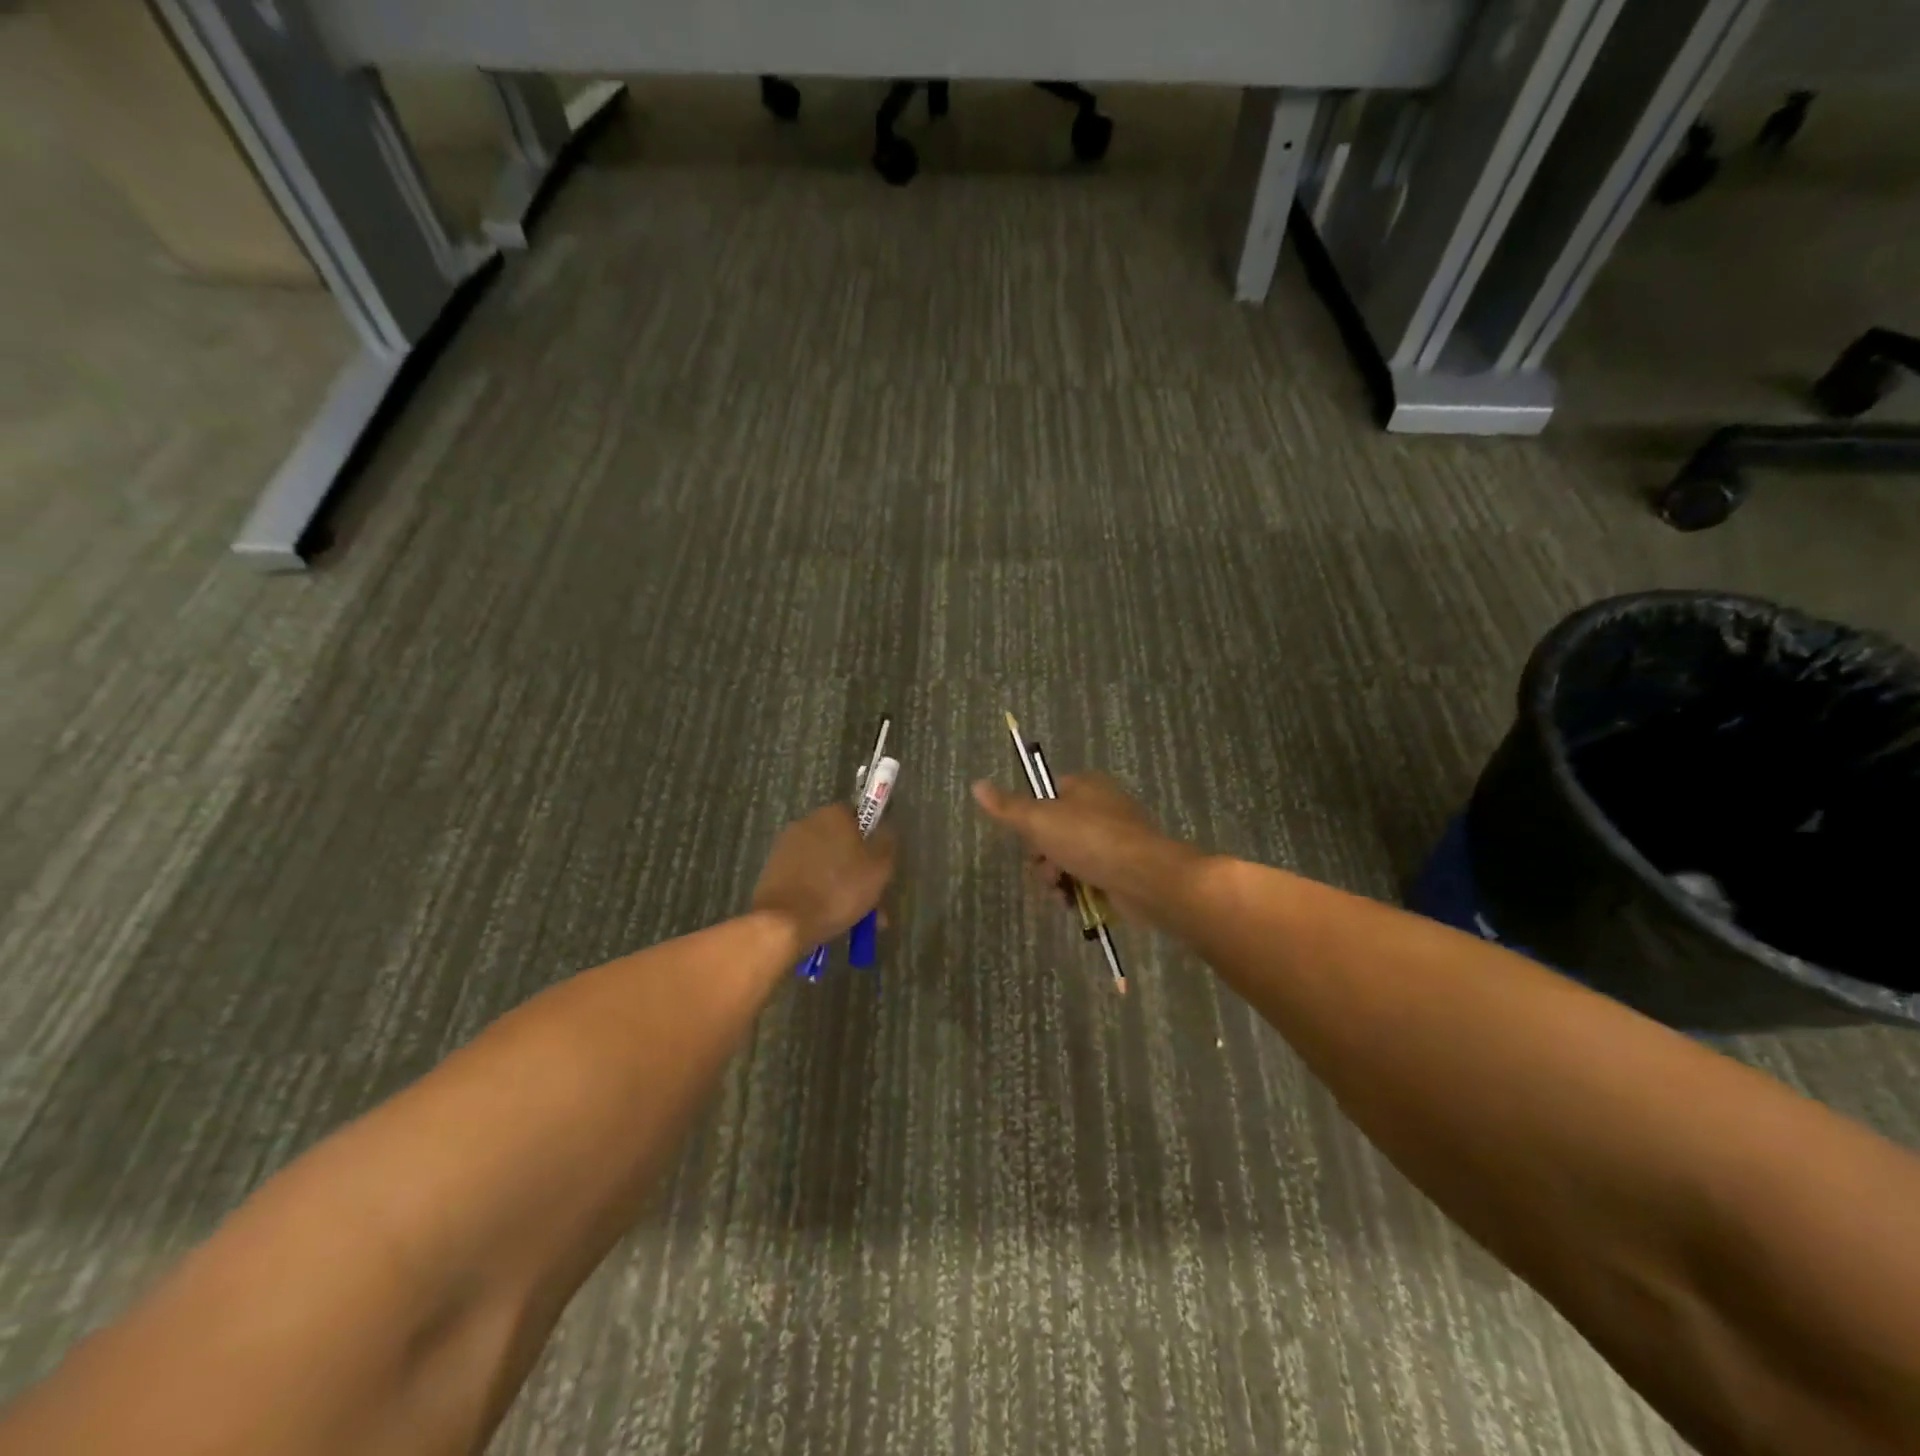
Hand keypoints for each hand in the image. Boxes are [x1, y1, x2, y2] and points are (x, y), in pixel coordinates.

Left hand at [751, 803, 895, 949]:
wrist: (784, 923)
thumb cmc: (839, 891)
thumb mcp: (879, 868)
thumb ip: (886, 843)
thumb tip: (886, 829)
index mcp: (833, 814)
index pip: (859, 816)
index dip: (871, 840)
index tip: (878, 866)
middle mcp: (807, 822)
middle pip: (840, 842)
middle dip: (856, 868)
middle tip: (870, 899)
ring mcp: (786, 846)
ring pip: (823, 863)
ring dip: (838, 883)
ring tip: (852, 917)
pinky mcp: (772, 869)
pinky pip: (805, 877)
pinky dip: (817, 891)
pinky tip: (827, 917)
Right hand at [971, 773, 1187, 922]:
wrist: (1146, 878)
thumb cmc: (1090, 840)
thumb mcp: (1039, 820)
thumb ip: (1007, 807)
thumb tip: (977, 784)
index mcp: (1086, 786)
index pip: (1047, 794)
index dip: (1031, 818)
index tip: (1028, 838)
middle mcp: (1103, 807)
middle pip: (1055, 830)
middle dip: (1043, 856)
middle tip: (1046, 870)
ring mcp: (1116, 839)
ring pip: (1070, 857)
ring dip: (1057, 877)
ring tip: (1060, 891)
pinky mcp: (1124, 869)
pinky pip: (1090, 877)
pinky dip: (1078, 890)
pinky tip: (1073, 903)